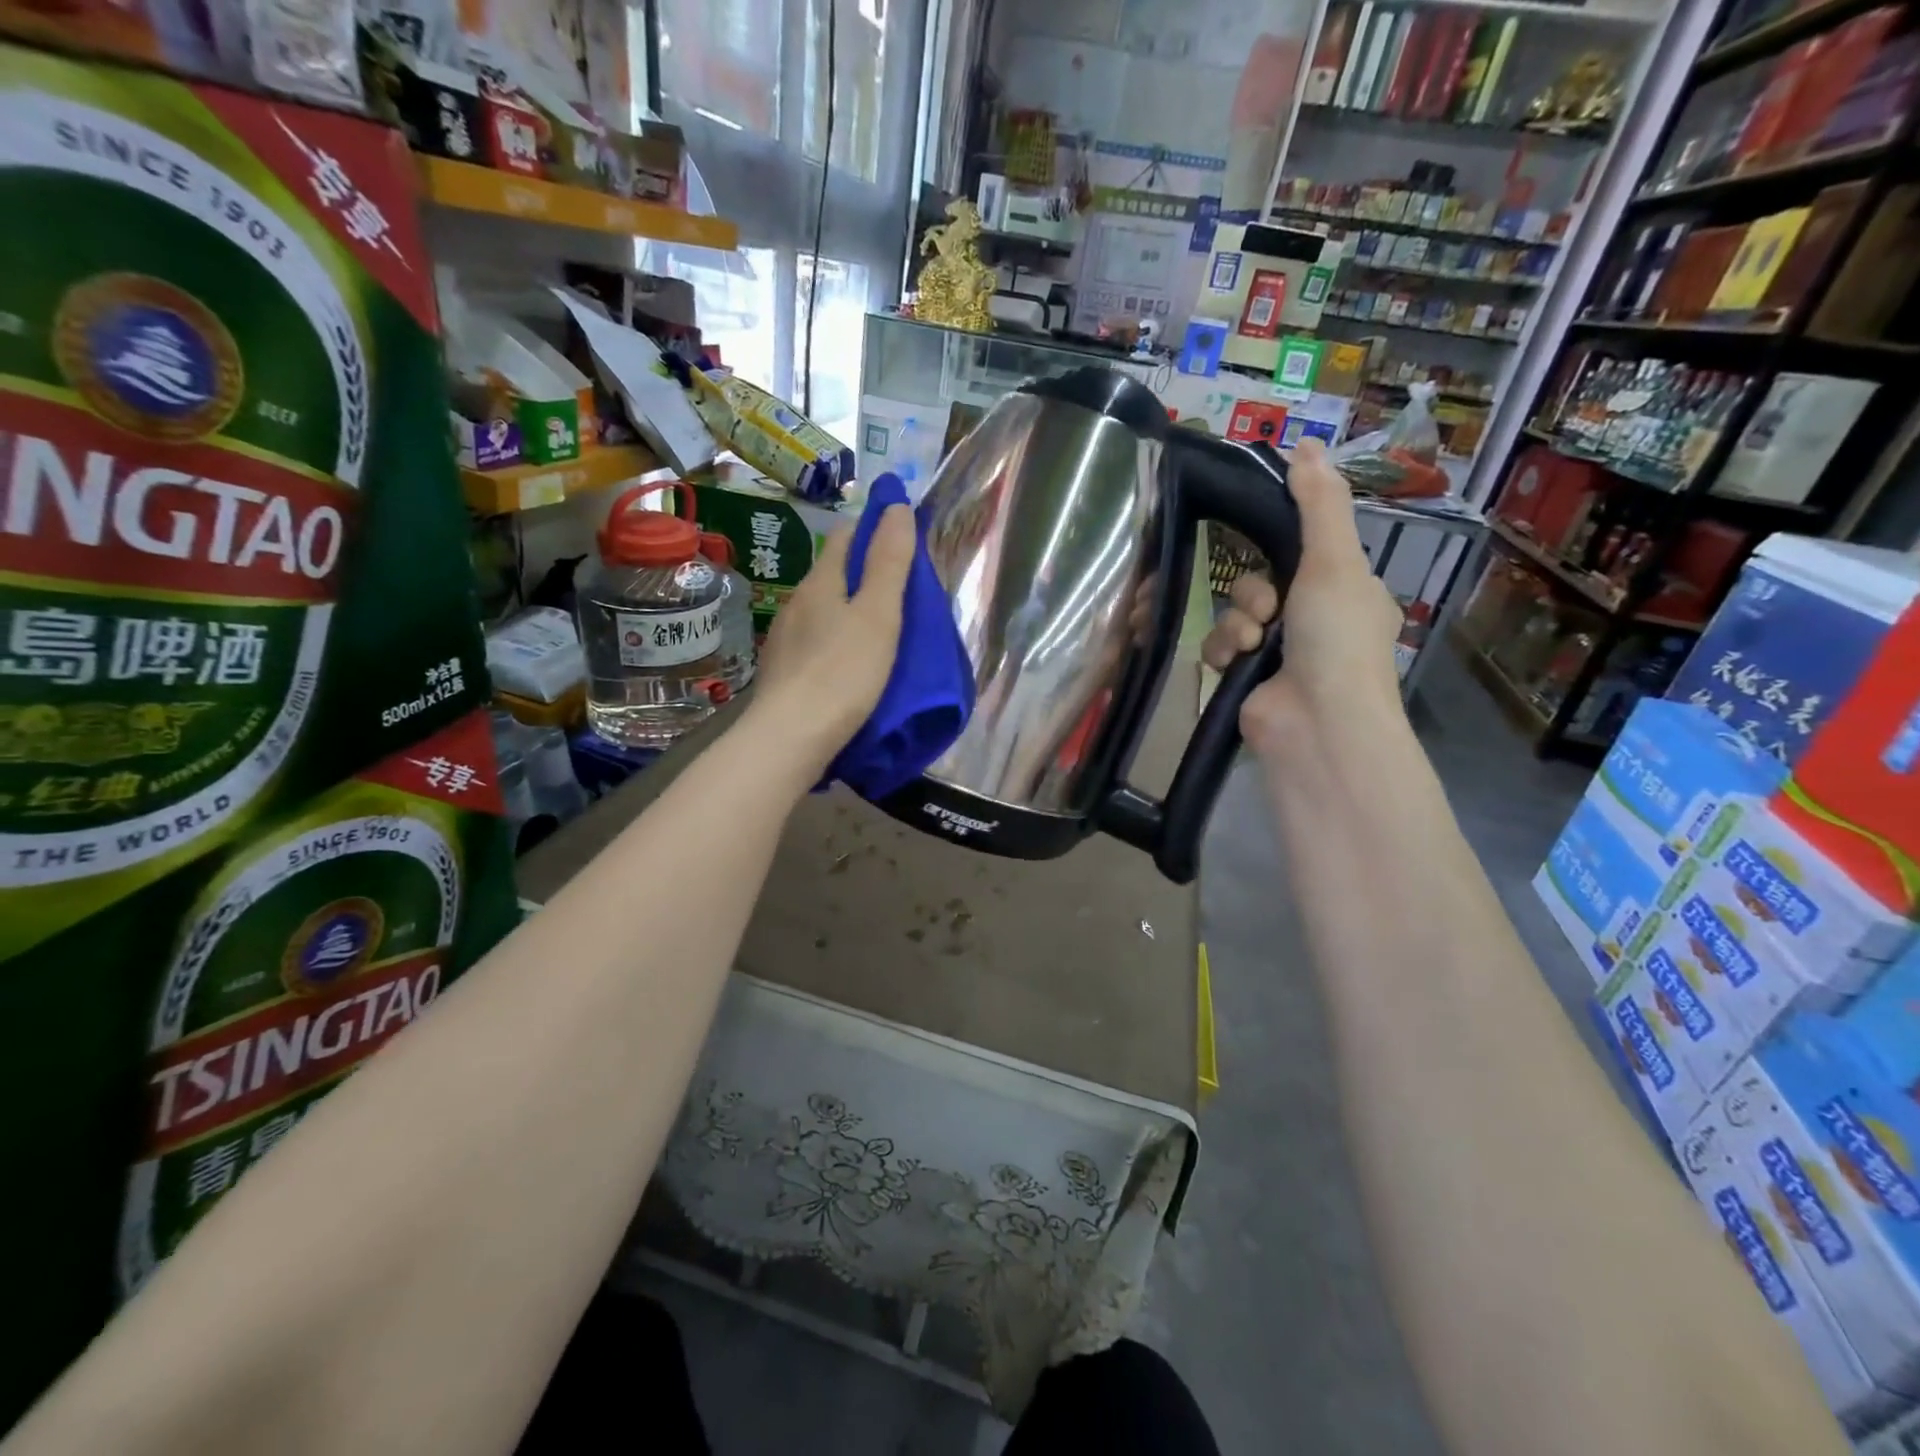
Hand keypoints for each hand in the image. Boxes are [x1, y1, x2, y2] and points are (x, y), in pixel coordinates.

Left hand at [744, 503, 916, 777]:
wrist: (791, 738)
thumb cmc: (842, 673)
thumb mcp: (878, 615)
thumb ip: (889, 563)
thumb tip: (895, 505)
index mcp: (820, 583)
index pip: (845, 537)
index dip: (872, 528)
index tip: (901, 536)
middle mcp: (797, 604)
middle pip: (832, 574)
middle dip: (863, 572)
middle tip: (901, 588)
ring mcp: (786, 640)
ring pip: (823, 611)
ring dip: (849, 610)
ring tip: (880, 628)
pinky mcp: (784, 674)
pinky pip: (816, 644)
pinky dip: (836, 642)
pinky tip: (849, 663)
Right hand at [1200, 438, 1404, 759]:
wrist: (1315, 723)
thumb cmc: (1335, 638)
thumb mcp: (1334, 560)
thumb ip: (1318, 504)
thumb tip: (1306, 443)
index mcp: (1347, 592)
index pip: (1306, 551)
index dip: (1282, 546)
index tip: (1262, 539)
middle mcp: (1315, 621)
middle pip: (1262, 581)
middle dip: (1254, 593)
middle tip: (1268, 610)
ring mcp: (1279, 654)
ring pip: (1235, 613)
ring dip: (1236, 623)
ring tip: (1250, 644)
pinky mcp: (1246, 678)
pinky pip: (1219, 646)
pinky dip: (1222, 651)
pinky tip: (1232, 663)